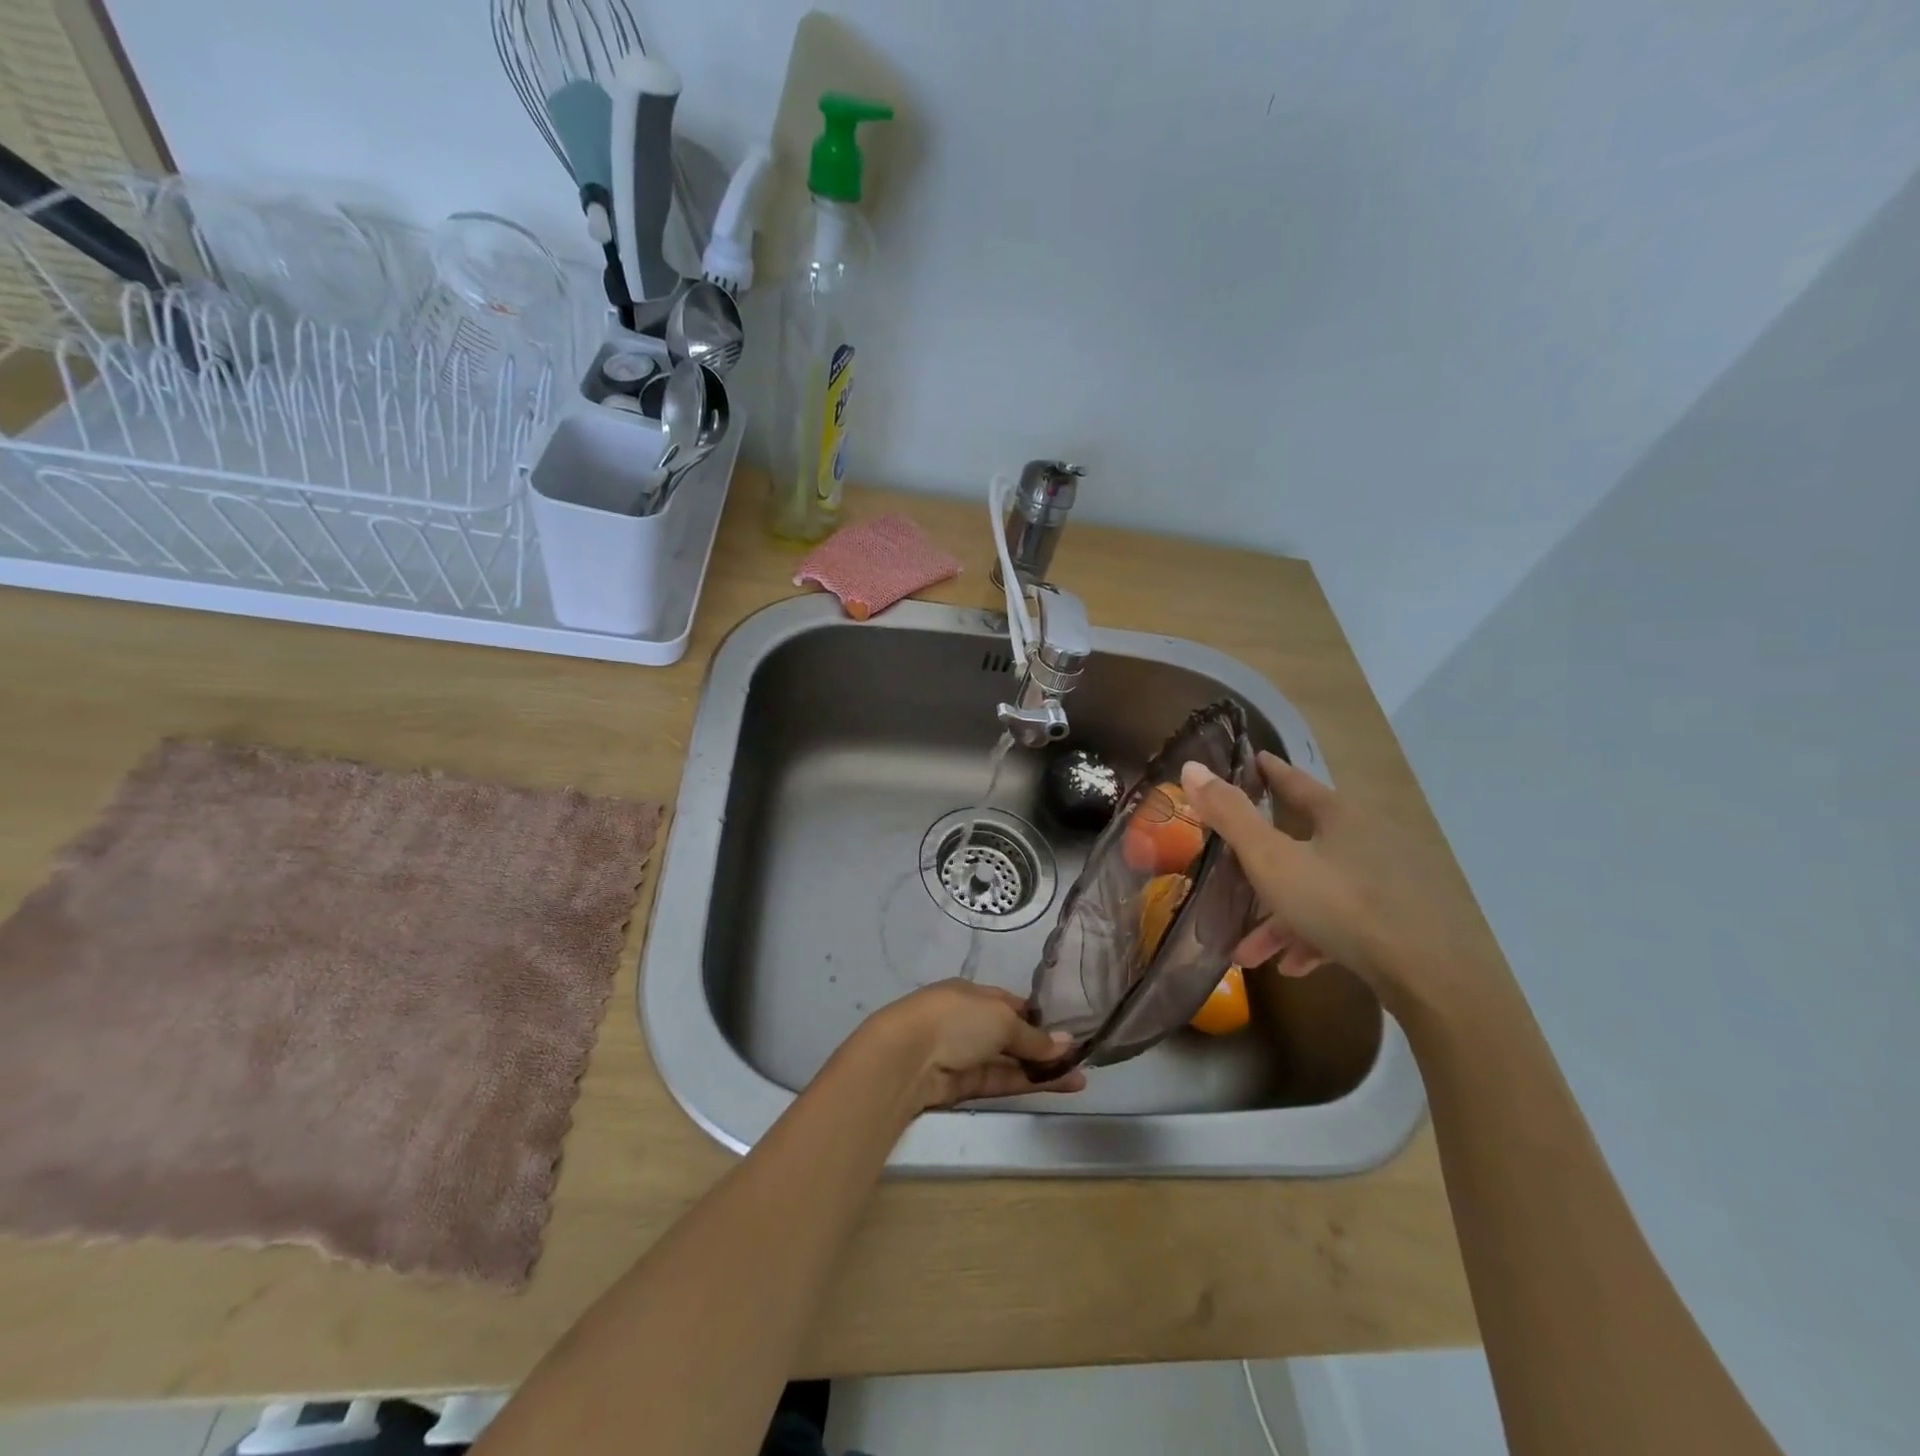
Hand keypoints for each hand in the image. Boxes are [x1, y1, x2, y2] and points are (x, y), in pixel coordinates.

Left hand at [856, 981, 1087, 1110]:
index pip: (1010, 1004)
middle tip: (1081, 1058)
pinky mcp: (964, 1085)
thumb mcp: (1002, 1019)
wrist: (908, 1057)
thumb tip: (1067, 1043)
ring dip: (1043, 1068)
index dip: (1038, 1016)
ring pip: (1010, 1061)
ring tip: (1080, 1077)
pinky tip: (1061, 1084)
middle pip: (1012, 1034)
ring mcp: (966, 1054)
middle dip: (1043, 1046)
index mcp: (972, 994)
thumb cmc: (956, 1020)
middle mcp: (969, 1021)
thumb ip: (1034, 1037)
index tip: (1066, 1029)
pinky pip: (1002, 1080)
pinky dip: (1029, 1082)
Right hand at [1180, 754, 1505, 1012]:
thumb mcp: (1271, 859)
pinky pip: (1343, 922)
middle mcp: (1366, 841)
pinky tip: (1293, 967)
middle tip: (1229, 880)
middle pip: (1301, 847)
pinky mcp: (1397, 922)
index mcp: (1340, 817)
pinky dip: (1313, 938)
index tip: (1253, 760)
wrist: (1427, 975)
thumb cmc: (1340, 903)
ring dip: (1280, 921)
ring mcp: (1385, 883)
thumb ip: (1230, 815)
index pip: (1297, 783)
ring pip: (1318, 892)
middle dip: (1260, 871)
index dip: (1270, 773)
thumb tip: (1192, 767)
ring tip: (1248, 953)